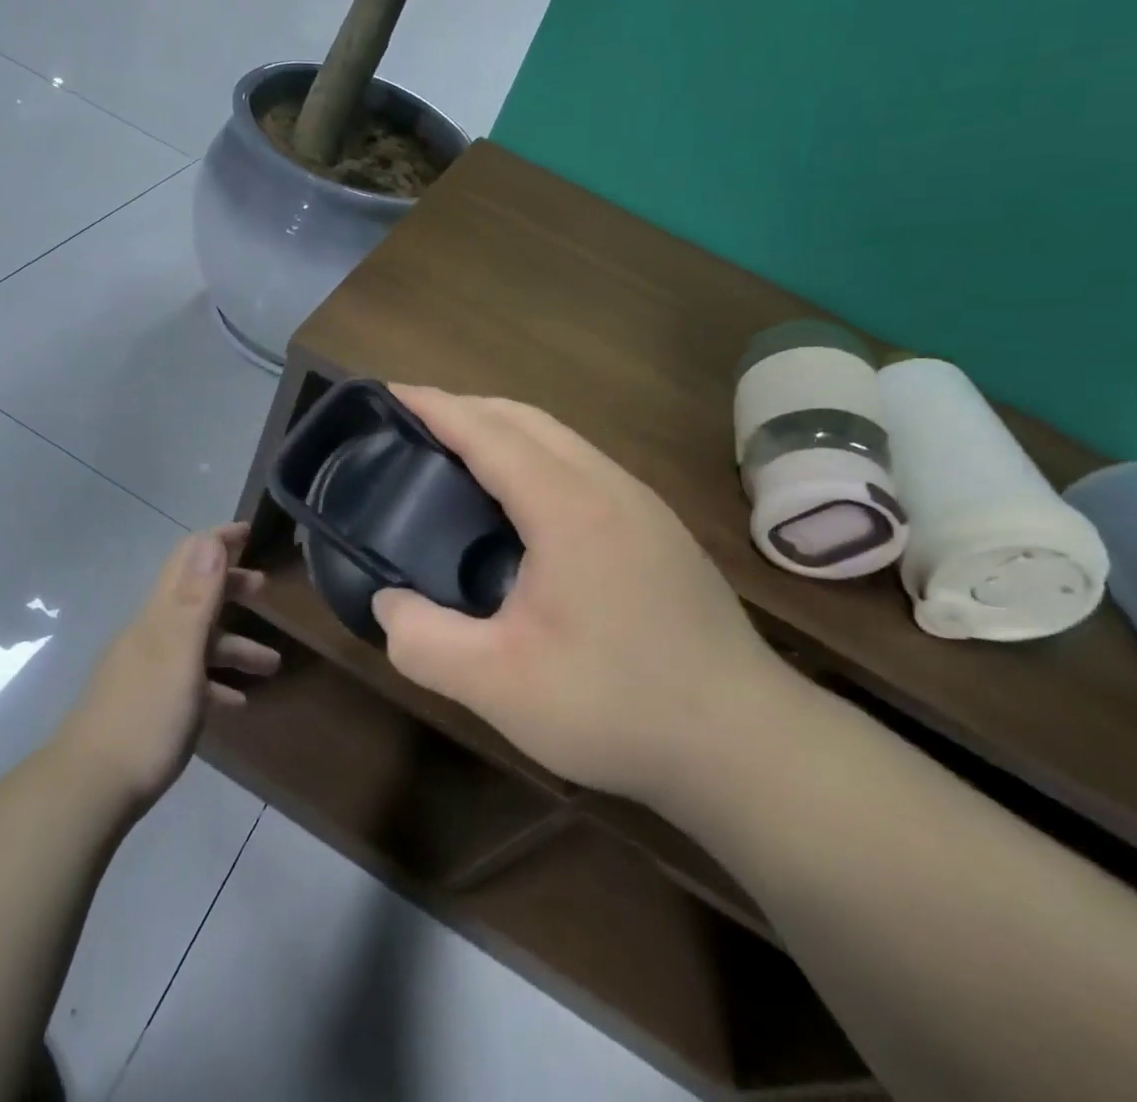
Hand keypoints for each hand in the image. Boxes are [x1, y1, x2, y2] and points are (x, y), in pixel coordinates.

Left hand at [57, 524, 279, 810]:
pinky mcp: (146, 703)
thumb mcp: (180, 653)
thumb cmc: (146, 716)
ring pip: (197, 642)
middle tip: (265, 589)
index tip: (248, 530)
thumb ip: (196, 597)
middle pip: (194, 596)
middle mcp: (151, 633)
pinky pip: (189, 680)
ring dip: (234, 645)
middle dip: (230, 587)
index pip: (187, 559)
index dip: (217, 541)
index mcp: (160, 616)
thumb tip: (209, 539)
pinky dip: (215, 683)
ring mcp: (146, 669)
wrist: (88, 789)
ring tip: (272, 664)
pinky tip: (236, 704)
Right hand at [372, 388, 792, 806]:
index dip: (434, 406)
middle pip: (525, 418)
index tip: (390, 391)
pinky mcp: (658, 530)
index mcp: (567, 506)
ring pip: (560, 438)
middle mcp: (608, 485)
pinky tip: (521, 505)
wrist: (749, 745)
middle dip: (466, 407)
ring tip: (458, 457)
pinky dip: (535, 457)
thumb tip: (387, 605)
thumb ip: (425, 642)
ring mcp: (642, 504)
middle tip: (413, 426)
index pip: (487, 431)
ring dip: (503, 430)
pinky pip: (582, 464)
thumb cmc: (618, 706)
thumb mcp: (500, 687)